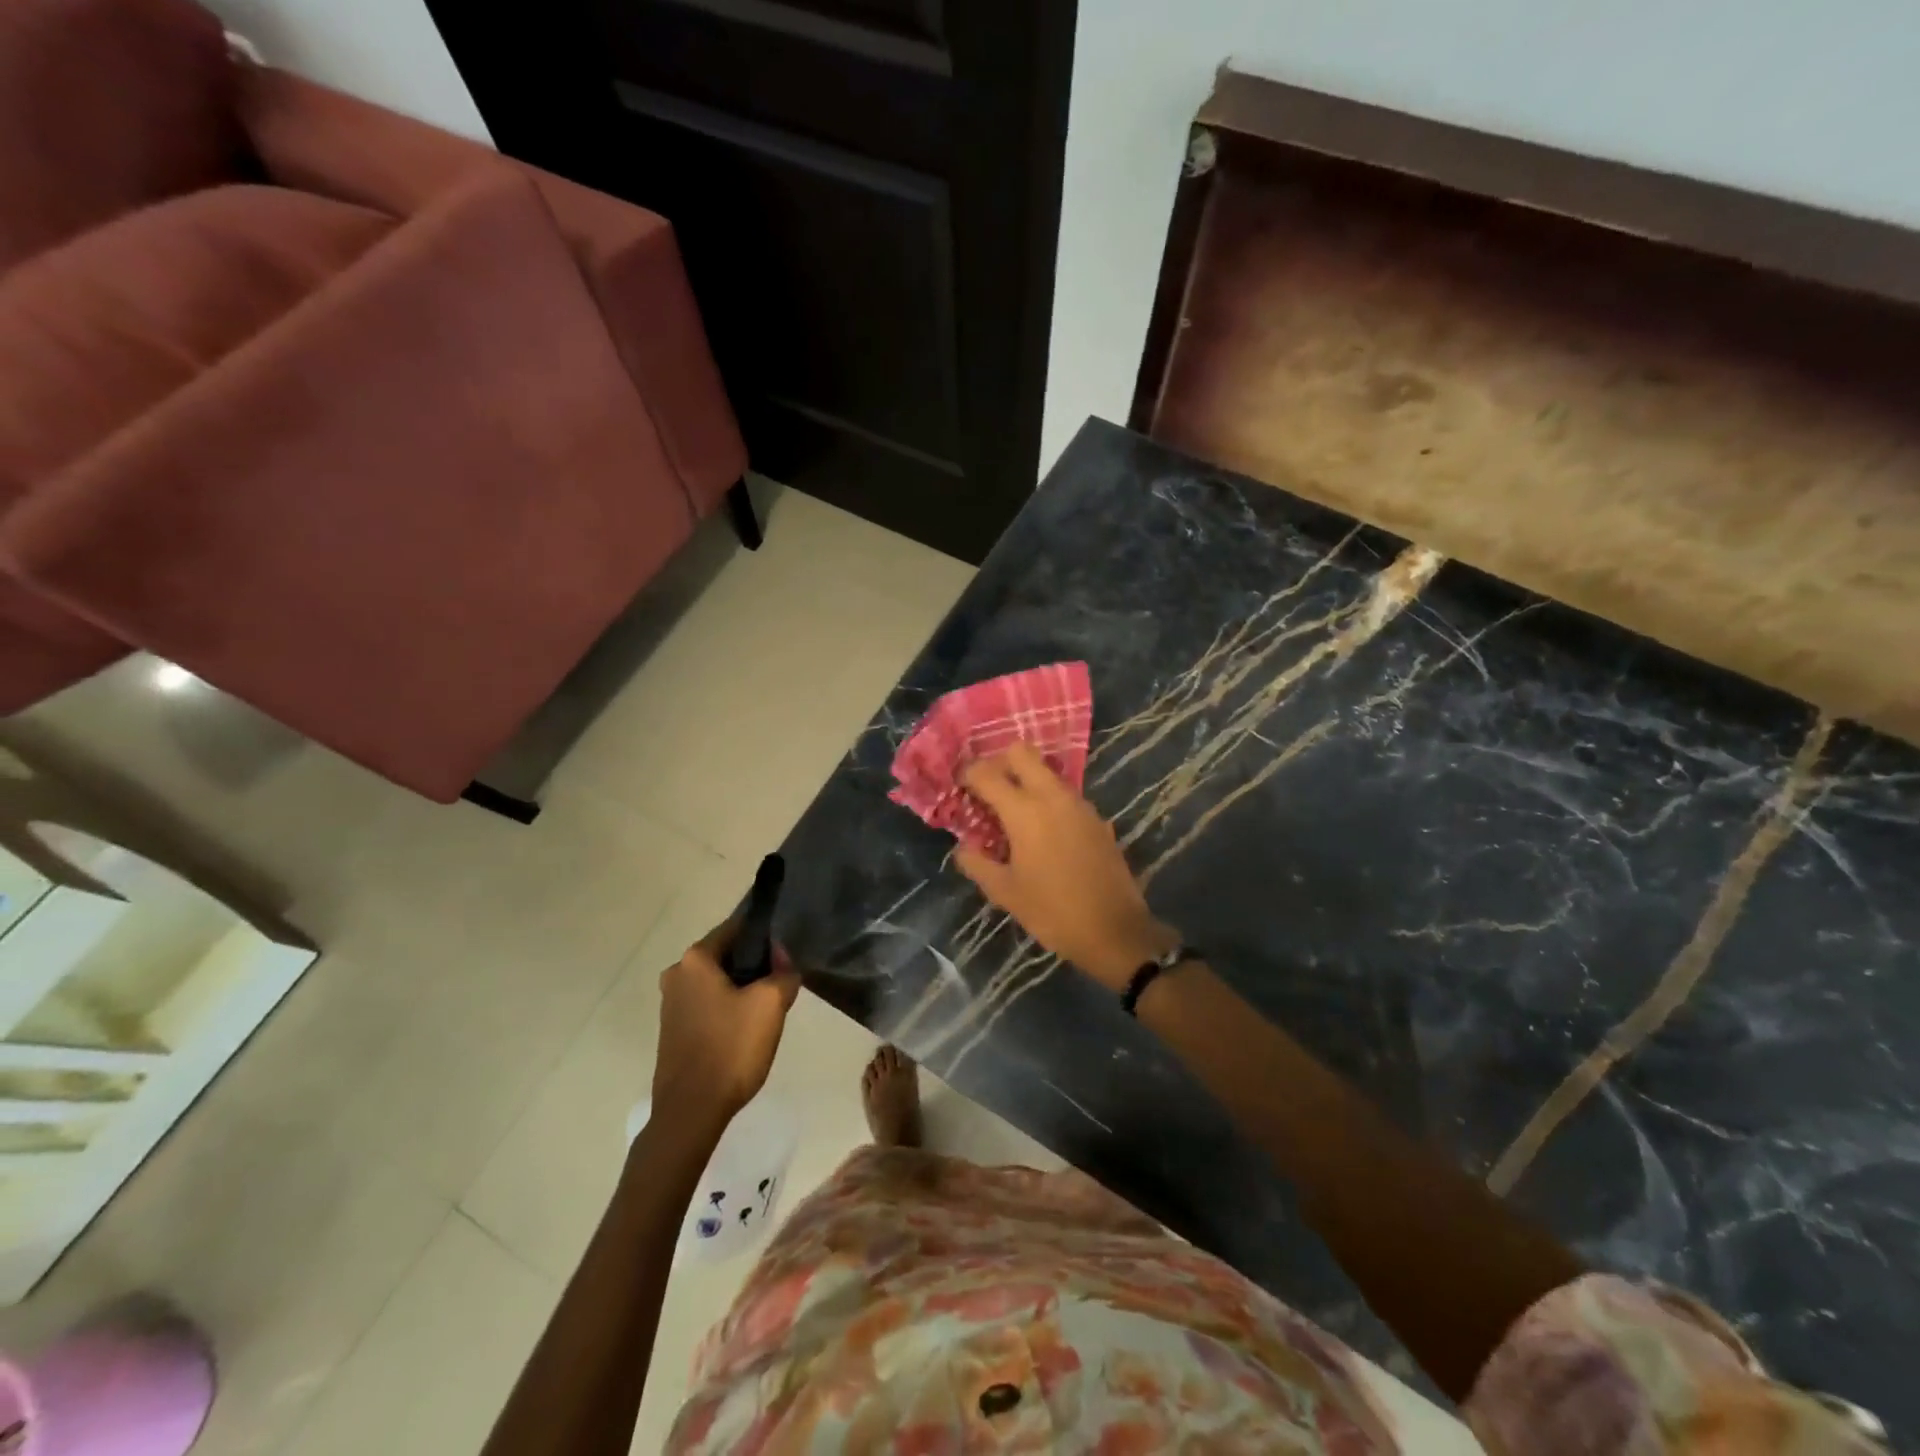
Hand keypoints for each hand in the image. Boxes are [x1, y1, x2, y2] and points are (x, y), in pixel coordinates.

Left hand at [652, 921, 800, 1124]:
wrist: (691, 1112)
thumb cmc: (731, 1048)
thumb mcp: (771, 1004)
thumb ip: (784, 973)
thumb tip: (782, 961)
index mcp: (695, 959)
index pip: (736, 927)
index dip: (765, 936)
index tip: (786, 953)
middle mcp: (677, 974)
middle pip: (726, 955)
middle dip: (755, 965)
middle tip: (781, 983)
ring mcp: (670, 1004)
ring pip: (717, 981)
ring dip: (742, 988)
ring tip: (767, 1009)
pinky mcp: (672, 1029)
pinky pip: (707, 1004)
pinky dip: (727, 1008)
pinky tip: (746, 1029)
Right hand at [956, 744, 1176, 989]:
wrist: (1115, 930)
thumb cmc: (1053, 911)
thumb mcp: (1005, 893)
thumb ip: (977, 863)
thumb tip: (963, 848)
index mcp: (1024, 811)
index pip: (987, 773)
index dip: (968, 774)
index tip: (960, 788)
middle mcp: (1052, 796)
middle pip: (1022, 753)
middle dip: (1000, 763)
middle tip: (988, 790)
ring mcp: (1079, 804)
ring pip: (1046, 771)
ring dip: (1026, 780)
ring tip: (1012, 813)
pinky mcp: (1096, 817)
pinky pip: (1064, 793)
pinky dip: (1047, 799)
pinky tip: (1042, 831)